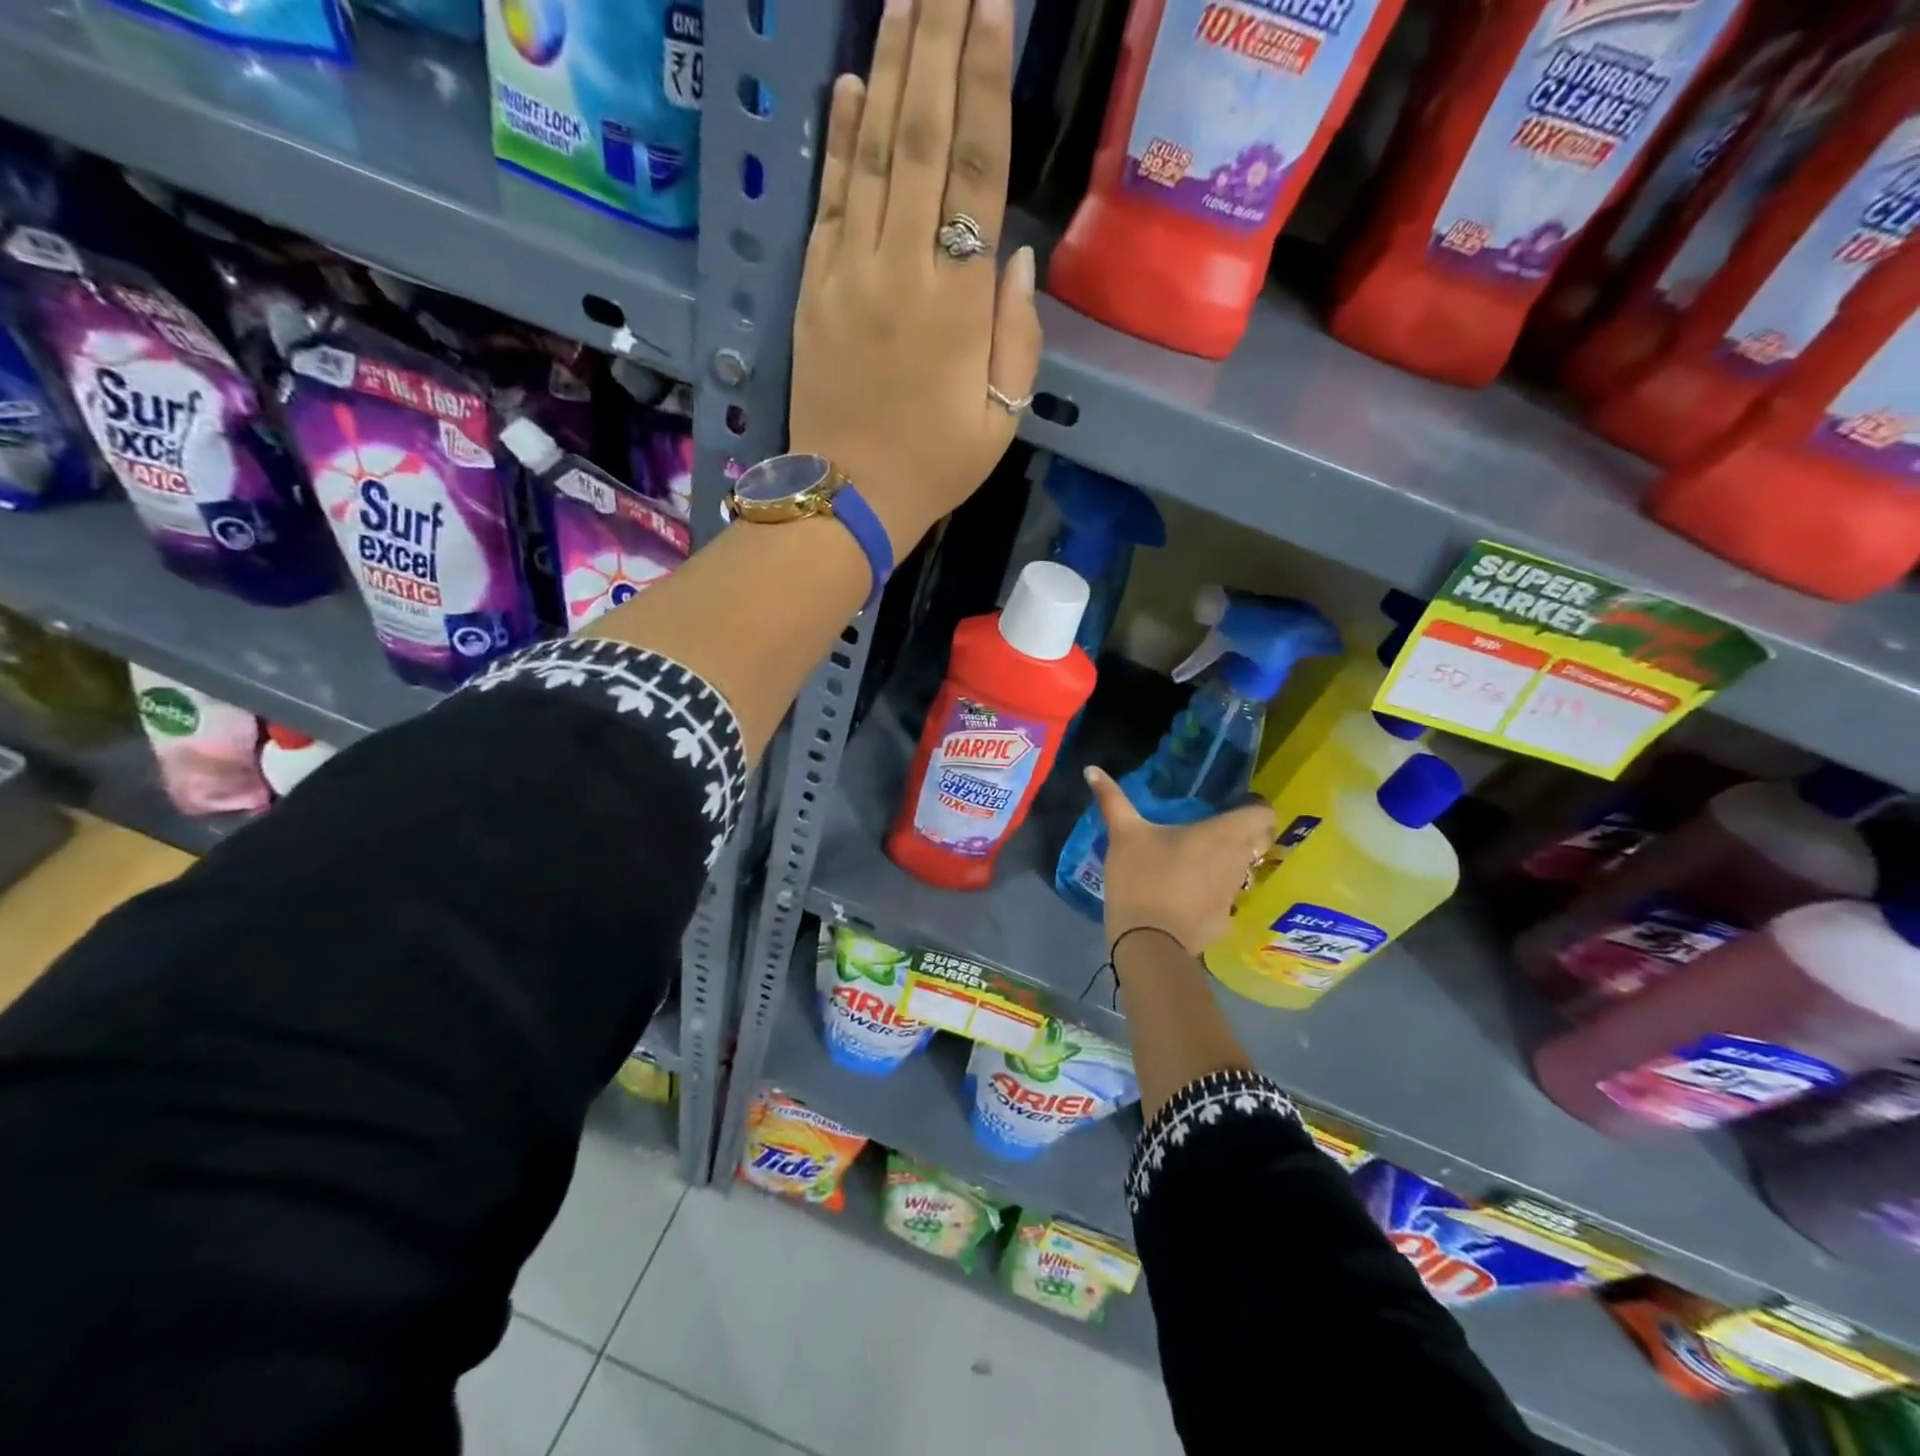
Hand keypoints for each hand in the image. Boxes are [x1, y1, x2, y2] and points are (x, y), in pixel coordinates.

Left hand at [788, 0, 1041, 555]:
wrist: (850, 499)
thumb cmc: (935, 466)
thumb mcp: (1001, 417)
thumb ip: (1017, 337)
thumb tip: (1017, 257)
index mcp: (959, 303)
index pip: (977, 172)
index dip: (986, 84)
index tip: (992, 7)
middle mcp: (902, 270)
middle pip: (922, 139)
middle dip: (938, 44)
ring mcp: (849, 274)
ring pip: (872, 154)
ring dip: (891, 69)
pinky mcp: (813, 289)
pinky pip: (829, 200)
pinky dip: (840, 140)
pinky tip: (854, 85)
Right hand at [1085, 768, 1275, 956]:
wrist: (1148, 943)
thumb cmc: (1142, 878)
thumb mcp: (1123, 834)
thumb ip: (1112, 800)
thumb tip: (1092, 769)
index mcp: (1222, 835)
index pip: (1263, 814)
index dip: (1253, 807)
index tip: (1231, 805)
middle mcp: (1238, 862)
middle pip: (1258, 842)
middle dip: (1244, 834)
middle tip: (1212, 830)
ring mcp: (1234, 895)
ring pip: (1243, 871)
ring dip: (1227, 863)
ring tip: (1196, 861)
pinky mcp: (1224, 922)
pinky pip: (1225, 899)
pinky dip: (1212, 894)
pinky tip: (1187, 895)